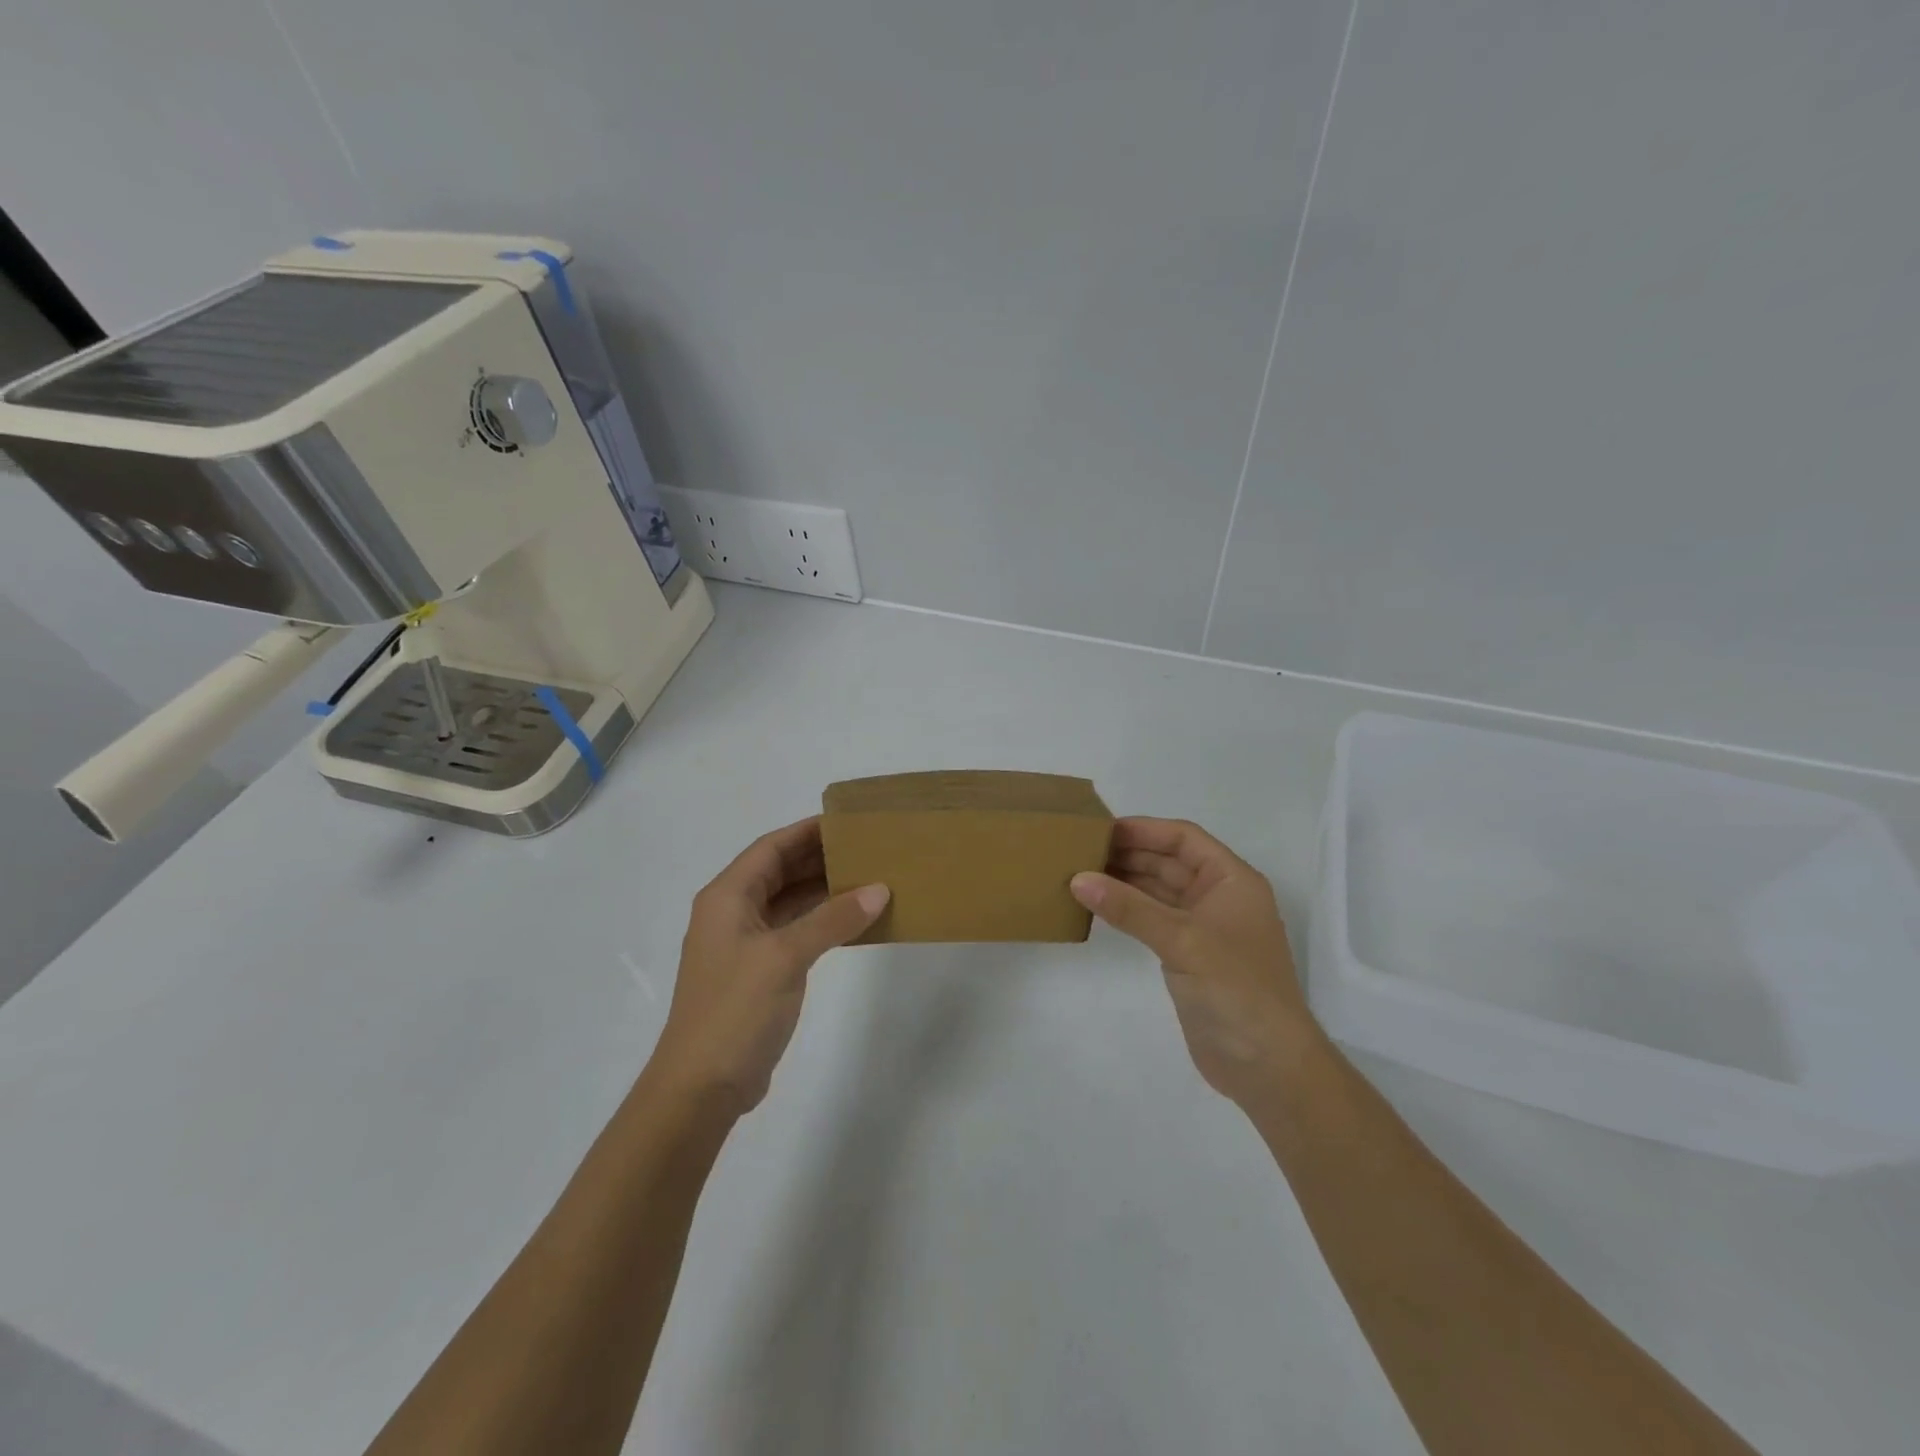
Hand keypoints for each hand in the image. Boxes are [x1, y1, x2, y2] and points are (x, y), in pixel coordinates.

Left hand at [649, 818, 888, 1114]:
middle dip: (820, 858)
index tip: (848, 821)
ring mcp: (745, 944)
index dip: (807, 831)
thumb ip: (832, 919)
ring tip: (870, 878)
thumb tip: (879, 889)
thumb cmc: (735, 1010)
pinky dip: (822, 922)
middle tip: (868, 848)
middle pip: (780, 871)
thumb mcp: (785, 957)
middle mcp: (732, 913)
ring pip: (789, 902)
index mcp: (727, 897)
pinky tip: (854, 921)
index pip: (771, 847)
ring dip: (824, 890)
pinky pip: (795, 931)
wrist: (701, 1088)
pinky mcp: (759, 972)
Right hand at [1072, 817, 1318, 1106]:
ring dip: (1125, 882)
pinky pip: (1153, 920)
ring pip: (1158, 891)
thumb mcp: (1182, 940)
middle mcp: (1219, 897)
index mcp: (1232, 880)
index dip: (1144, 829)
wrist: (1267, 1066)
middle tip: (1080, 850)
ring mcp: (1204, 929)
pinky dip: (1128, 911)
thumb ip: (1129, 908)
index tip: (1101, 829)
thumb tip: (1078, 879)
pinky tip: (1099, 907)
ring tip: (1081, 874)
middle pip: (1169, 862)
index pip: (1184, 839)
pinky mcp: (1189, 956)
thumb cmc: (1235, 988)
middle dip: (1129, 854)